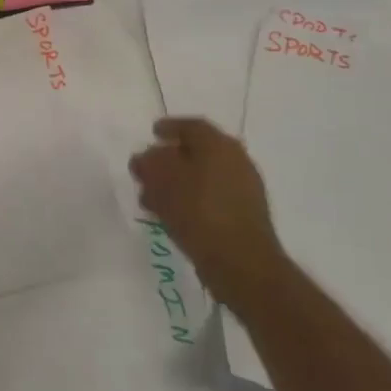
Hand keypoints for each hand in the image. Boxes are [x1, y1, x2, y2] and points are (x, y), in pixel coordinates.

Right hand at [129, 117, 281, 306]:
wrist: (242, 264)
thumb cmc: (199, 212)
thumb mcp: (162, 180)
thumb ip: (149, 162)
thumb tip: (146, 157)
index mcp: (218, 144)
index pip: (191, 126)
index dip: (168, 128)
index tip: (152, 133)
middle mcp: (236, 160)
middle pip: (197, 152)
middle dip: (169, 159)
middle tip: (147, 169)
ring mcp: (244, 189)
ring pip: (202, 176)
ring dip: (176, 182)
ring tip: (151, 198)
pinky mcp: (244, 215)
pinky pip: (210, 197)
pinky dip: (190, 200)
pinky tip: (171, 215)